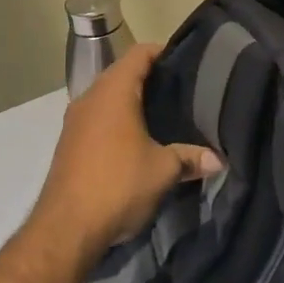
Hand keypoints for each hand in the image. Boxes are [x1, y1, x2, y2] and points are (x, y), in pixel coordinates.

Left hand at [33, 43, 221, 258]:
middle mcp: (90, 98)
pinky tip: (138, 141)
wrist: (65, 230)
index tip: (188, 63)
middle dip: (152, 79)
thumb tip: (218, 160)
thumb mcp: (164, 170)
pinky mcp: (68, 144)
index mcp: (113, 92)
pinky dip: (118, 121)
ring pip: (108, 97)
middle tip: (183, 91)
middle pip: (123, 73)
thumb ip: (191, 158)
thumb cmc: (118, 185)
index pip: (140, 54)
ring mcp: (75, 121)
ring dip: (133, 102)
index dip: (164, 52)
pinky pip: (98, 119)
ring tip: (165, 116)